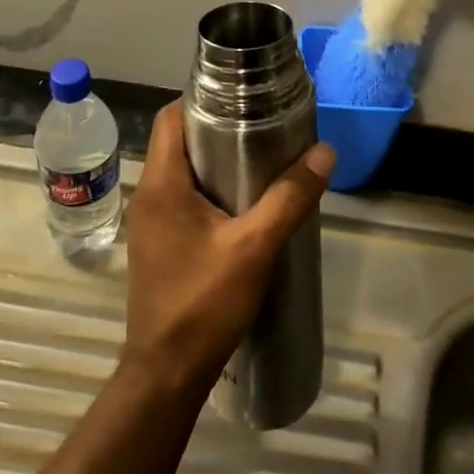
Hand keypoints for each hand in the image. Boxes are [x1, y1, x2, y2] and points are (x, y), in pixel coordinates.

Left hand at [120, 102, 334, 399]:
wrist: (166, 374)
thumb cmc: (204, 302)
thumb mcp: (255, 247)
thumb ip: (289, 198)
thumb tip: (325, 152)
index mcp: (162, 182)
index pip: (171, 116)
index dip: (203, 100)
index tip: (242, 99)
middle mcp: (148, 194)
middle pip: (178, 141)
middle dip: (216, 130)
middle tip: (261, 128)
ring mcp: (149, 221)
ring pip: (180, 171)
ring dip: (213, 162)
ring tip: (259, 162)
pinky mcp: (157, 244)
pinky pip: (181, 198)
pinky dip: (207, 190)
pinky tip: (241, 206)